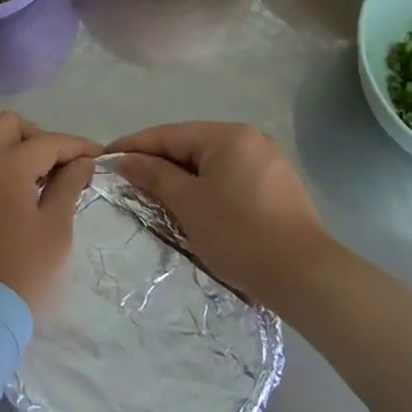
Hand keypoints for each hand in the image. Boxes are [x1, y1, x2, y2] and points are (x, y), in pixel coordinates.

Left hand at [0, 113, 100, 320]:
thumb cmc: (24, 271)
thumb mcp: (56, 228)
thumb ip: (68, 186)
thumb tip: (81, 161)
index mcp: (6, 165)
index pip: (48, 141)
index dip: (77, 146)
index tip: (99, 156)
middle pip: (10, 125)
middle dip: (40, 137)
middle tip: (63, 165)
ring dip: (19, 149)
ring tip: (45, 180)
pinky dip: (2, 165)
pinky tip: (22, 193)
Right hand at [109, 122, 335, 309]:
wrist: (306, 277)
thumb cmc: (240, 234)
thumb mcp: (189, 204)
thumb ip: (155, 176)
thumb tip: (126, 159)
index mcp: (229, 135)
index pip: (169, 134)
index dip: (134, 146)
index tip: (106, 158)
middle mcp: (251, 139)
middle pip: (191, 146)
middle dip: (158, 163)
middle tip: (127, 181)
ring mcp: (269, 163)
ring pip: (211, 164)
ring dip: (183, 178)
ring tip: (155, 197)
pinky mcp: (279, 188)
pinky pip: (231, 179)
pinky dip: (208, 189)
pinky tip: (195, 208)